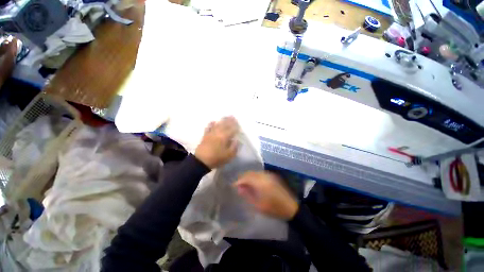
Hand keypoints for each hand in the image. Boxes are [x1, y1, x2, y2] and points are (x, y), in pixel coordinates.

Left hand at [195, 116, 239, 168]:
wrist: (201, 161)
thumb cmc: (217, 158)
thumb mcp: (229, 155)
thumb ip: (234, 147)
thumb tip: (237, 140)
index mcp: (225, 137)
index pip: (232, 129)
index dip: (236, 126)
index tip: (238, 123)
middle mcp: (218, 133)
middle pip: (225, 125)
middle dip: (229, 120)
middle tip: (233, 116)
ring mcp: (211, 133)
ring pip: (218, 125)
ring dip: (222, 120)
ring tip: (225, 117)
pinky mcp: (205, 136)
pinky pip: (208, 127)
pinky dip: (211, 124)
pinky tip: (213, 121)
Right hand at [234, 171, 298, 219]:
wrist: (291, 207)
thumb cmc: (273, 208)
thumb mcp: (258, 205)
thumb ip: (247, 195)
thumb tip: (239, 188)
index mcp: (261, 183)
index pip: (246, 178)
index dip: (239, 181)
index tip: (234, 186)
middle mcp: (264, 176)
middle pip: (250, 173)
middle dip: (243, 178)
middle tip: (238, 185)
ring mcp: (269, 174)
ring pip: (255, 172)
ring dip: (249, 176)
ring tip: (245, 184)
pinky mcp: (273, 175)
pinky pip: (260, 173)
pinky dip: (255, 176)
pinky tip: (254, 182)